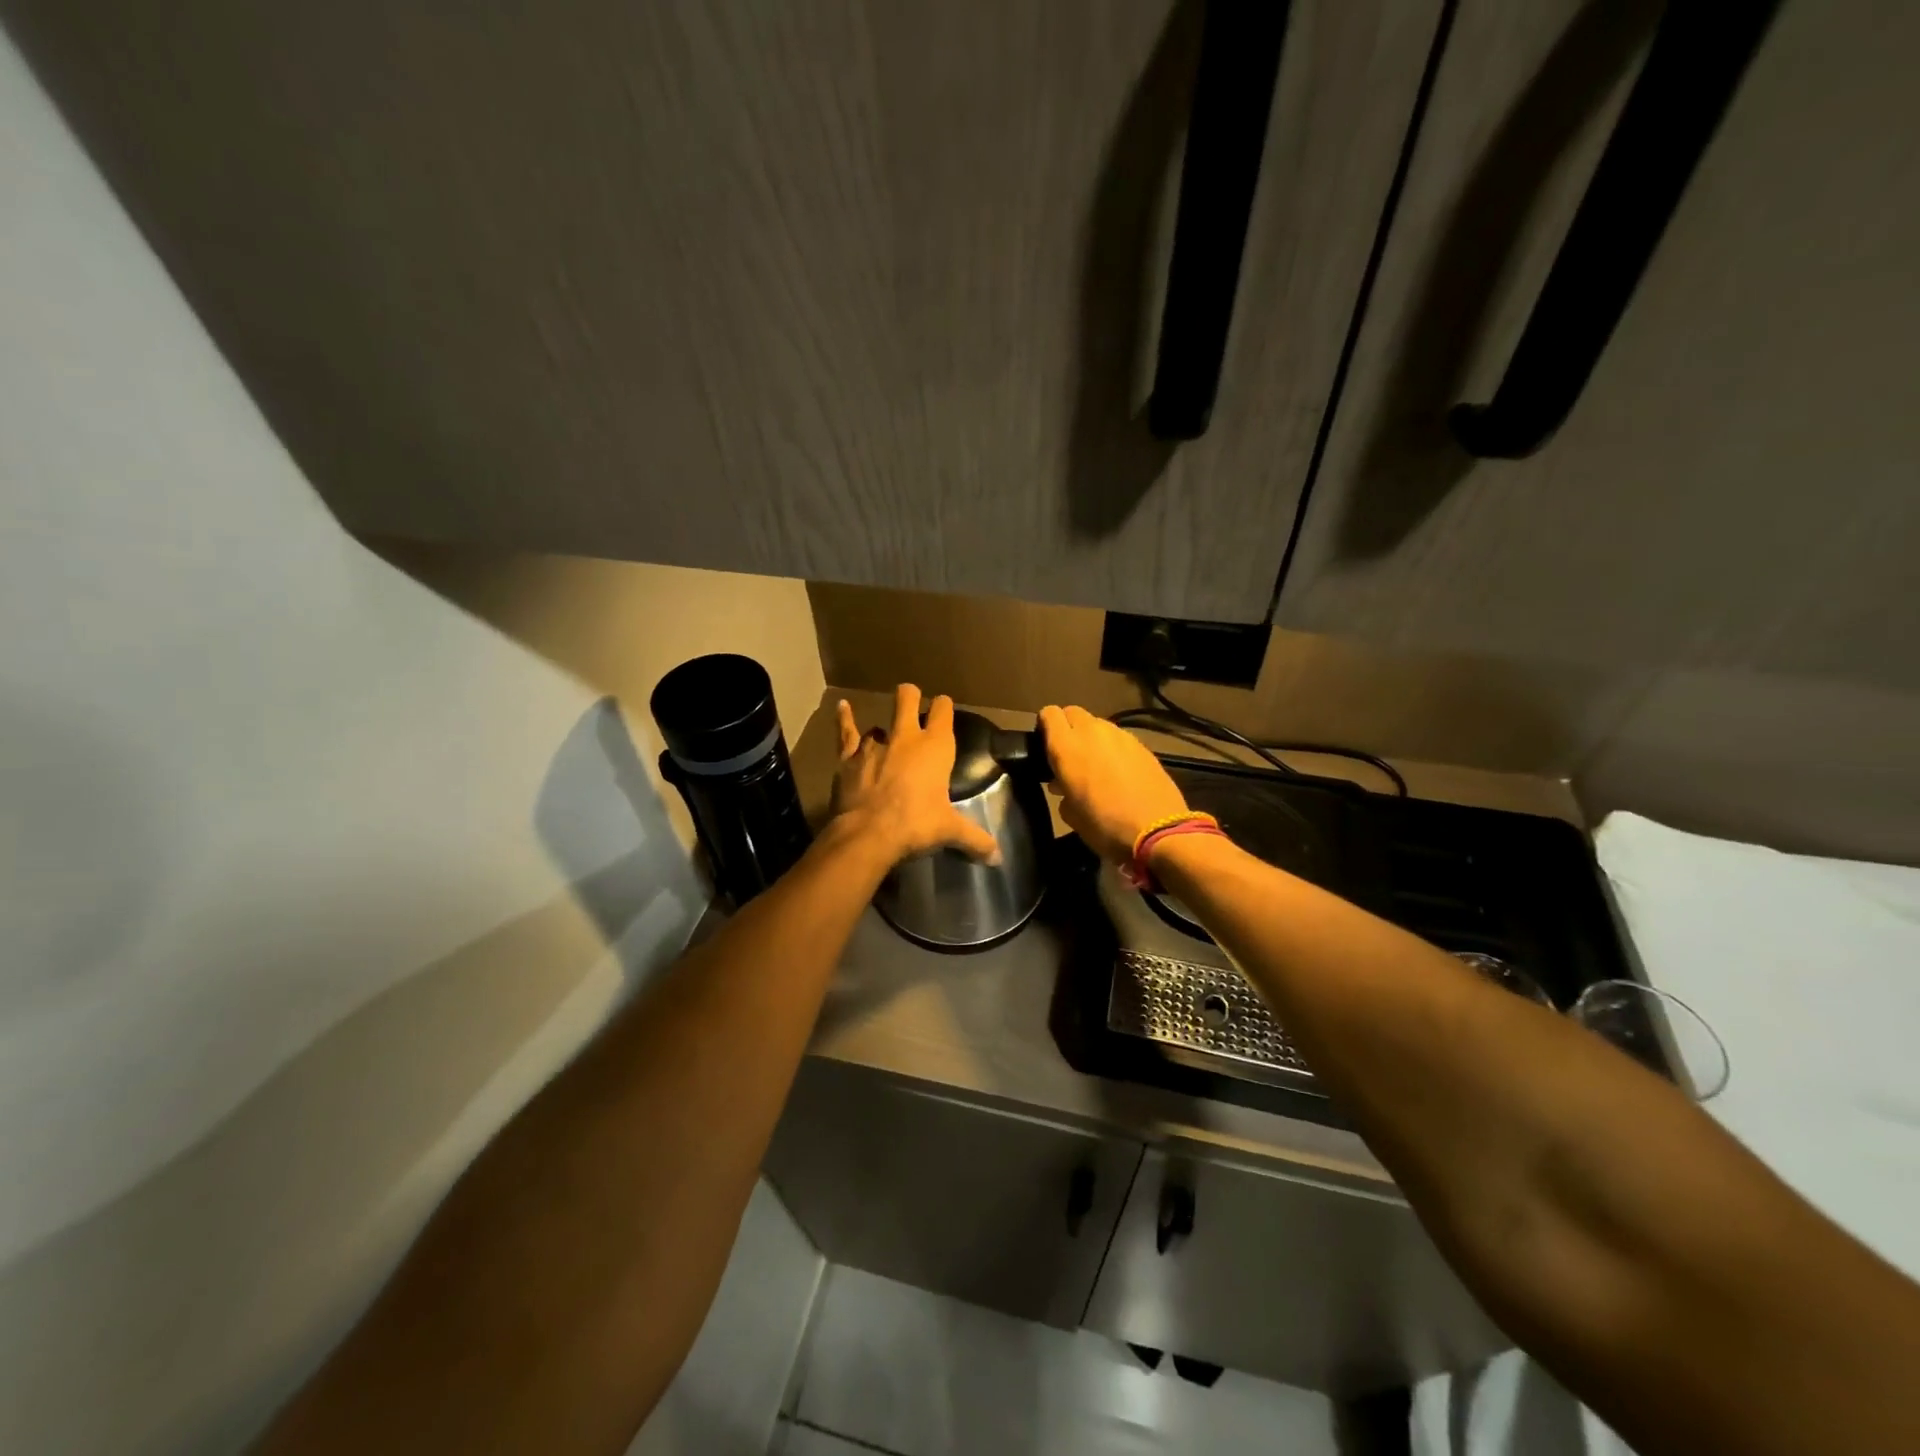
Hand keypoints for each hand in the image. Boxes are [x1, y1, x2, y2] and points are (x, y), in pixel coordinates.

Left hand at [833, 686, 1001, 865]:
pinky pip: (846, 731)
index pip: (943, 711)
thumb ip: (975, 839)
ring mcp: (874, 743)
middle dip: (910, 697)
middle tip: (912, 703)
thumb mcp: (950, 831)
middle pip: (907, 699)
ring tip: (886, 739)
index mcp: (936, 747)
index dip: (943, 706)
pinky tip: (842, 706)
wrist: (868, 834)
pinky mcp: (848, 756)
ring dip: (884, 729)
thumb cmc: (916, 825)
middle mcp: (906, 737)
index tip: (944, 708)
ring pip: (880, 722)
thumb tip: (997, 857)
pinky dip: (844, 719)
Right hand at [1039, 705, 1189, 864]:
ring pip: (1097, 725)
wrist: (1157, 831)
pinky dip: (1113, 748)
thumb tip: (1063, 786)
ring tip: (1095, 765)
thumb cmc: (1104, 825)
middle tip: (1069, 755)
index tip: (1045, 746)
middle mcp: (1092, 732)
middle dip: (1068, 728)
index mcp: (1066, 746)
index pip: (1049, 714)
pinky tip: (1119, 772)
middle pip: (1073, 713)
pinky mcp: (1142, 745)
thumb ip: (1062, 791)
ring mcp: (1120, 736)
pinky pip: (1119, 738)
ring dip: (1091, 739)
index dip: (1045, 727)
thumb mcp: (1071, 814)